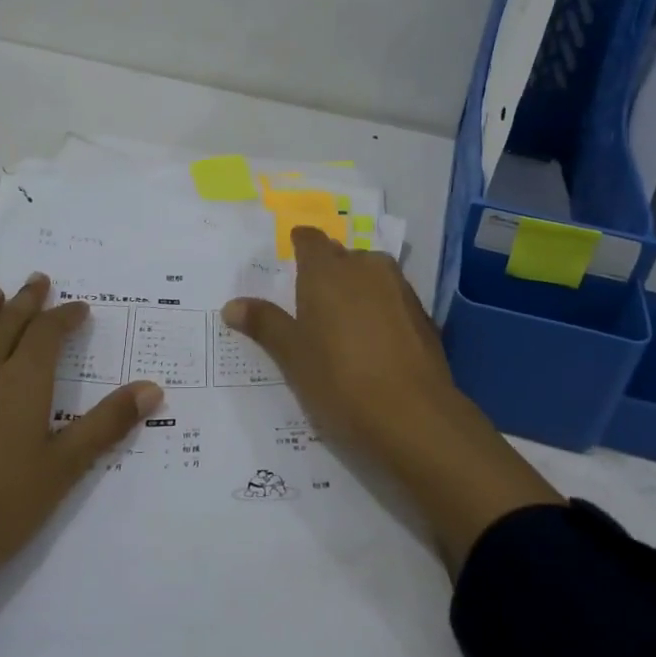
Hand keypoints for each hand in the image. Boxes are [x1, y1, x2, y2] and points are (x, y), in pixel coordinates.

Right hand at [222, 228, 562, 571]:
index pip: (310, 239)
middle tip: (311, 300)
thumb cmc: (339, 381)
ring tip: (342, 321)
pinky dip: (380, 310)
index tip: (291, 256)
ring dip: (357, 289)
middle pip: (342, 256)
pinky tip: (374, 342)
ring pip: (372, 275)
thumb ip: (265, 324)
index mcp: (327, 271)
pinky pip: (393, 299)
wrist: (413, 416)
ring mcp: (400, 289)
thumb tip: (232, 305)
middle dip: (328, 270)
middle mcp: (365, 268)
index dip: (300, 244)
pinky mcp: (423, 315)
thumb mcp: (292, 356)